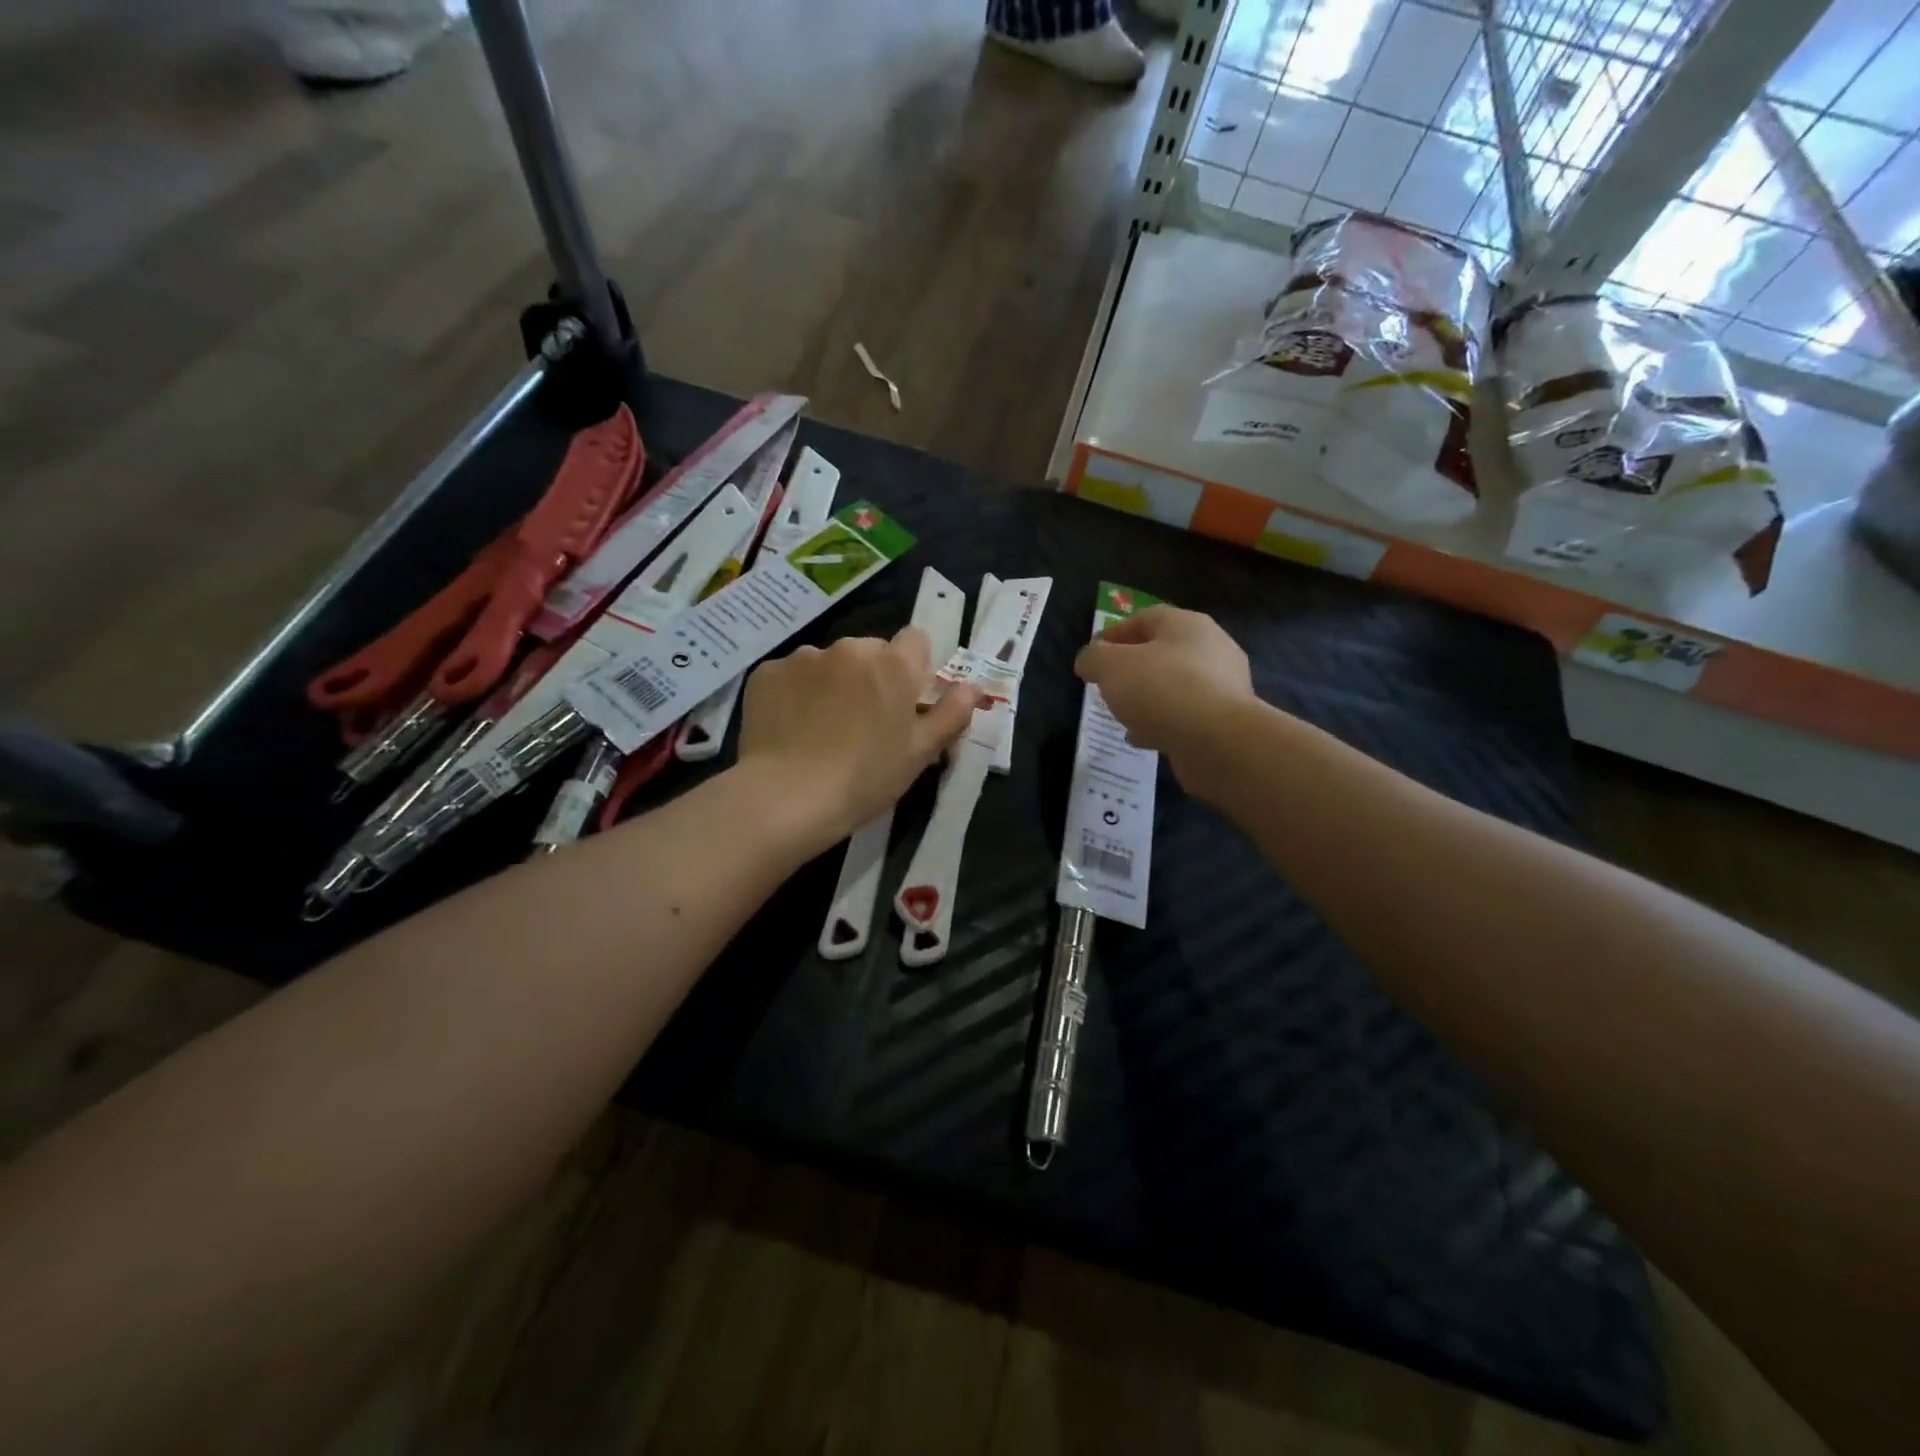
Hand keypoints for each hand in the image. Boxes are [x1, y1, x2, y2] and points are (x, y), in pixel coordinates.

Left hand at [736, 626, 980, 847]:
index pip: (916, 639)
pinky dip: (794, 694)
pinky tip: (790, 729)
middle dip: (870, 676)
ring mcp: (804, 657)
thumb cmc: (866, 778)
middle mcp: (850, 648)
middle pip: (869, 651)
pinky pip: (790, 676)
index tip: (904, 699)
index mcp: (894, 664)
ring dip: (831, 683)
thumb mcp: (920, 753)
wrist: (787, 797)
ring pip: (828, 662)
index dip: (913, 666)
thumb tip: (973, 686)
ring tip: (820, 728)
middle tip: (862, 722)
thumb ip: (951, 713)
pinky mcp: (767, 672)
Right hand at [1074, 606, 1254, 794]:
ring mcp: (1223, 687)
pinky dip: (1162, 723)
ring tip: (1122, 714)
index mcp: (1186, 625)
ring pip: (1174, 686)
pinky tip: (1141, 738)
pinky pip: (1186, 716)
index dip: (1115, 633)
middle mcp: (1211, 649)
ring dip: (1147, 698)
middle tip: (1108, 684)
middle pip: (1163, 652)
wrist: (1218, 742)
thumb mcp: (1112, 667)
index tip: (1093, 653)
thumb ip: (1094, 659)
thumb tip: (1089, 660)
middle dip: (1132, 667)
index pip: (1146, 618)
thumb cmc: (1162, 689)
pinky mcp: (1226, 721)